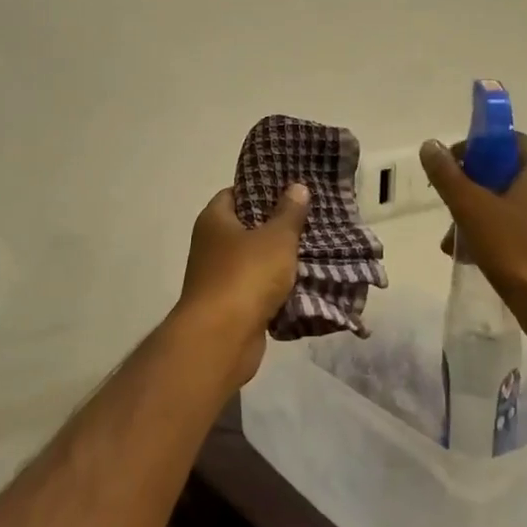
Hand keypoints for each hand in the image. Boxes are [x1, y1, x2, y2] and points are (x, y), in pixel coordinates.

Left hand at [172, 184, 309, 386]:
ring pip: (255, 261)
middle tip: (311, 219)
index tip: (291, 190)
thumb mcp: (276, 238)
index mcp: (215, 220)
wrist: (221, 339)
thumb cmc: (246, 276)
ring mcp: (219, 277)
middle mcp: (211, 245)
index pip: (235, 193)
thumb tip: (296, 186)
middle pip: (247, 227)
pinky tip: (304, 284)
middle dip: (277, 226)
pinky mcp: (231, 306)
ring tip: (315, 249)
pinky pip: (258, 289)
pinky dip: (276, 288)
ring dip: (279, 259)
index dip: (261, 189)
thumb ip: (289, 213)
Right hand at [420, 134, 526, 312]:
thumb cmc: (516, 250)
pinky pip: (521, 232)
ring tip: (452, 243)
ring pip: (511, 207)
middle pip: (506, 175)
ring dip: (478, 217)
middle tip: (447, 206)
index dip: (478, 146)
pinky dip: (495, 237)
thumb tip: (431, 145)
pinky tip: (473, 258)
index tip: (451, 165)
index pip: (510, 141)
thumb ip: (448, 175)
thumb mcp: (472, 208)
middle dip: (471, 189)